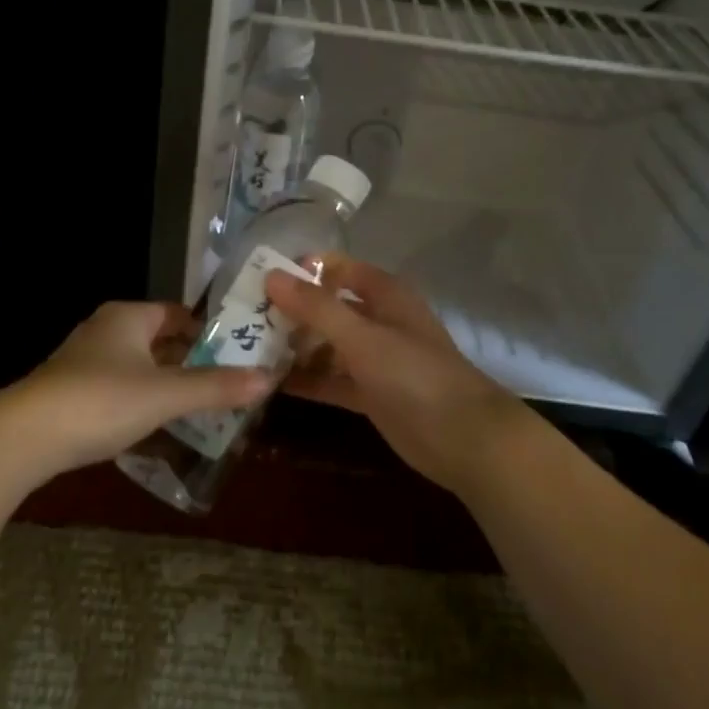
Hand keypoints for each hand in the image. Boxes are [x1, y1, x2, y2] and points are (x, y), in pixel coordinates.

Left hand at [6, 301, 269, 480]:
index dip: (207, 332)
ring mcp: (85, 360)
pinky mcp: (72, 391)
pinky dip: (142, 400)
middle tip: (226, 384)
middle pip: (159, 339)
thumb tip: (269, 379)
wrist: (25, 436)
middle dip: (191, 361)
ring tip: (200, 407)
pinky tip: (157, 425)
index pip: (177, 313)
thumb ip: (216, 387)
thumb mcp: (166, 395)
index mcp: (128, 316)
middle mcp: (106, 329)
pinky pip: (119, 387)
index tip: (236, 354)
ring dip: (167, 383)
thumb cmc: (102, 400)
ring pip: (139, 365)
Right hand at [264, 257, 532, 495]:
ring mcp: (373, 359)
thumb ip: (317, 308)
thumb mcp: (363, 338)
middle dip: (291, 311)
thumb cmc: (415, 375)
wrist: (464, 439)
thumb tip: (271, 276)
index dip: (302, 270)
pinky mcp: (369, 393)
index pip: (337, 269)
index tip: (259, 278)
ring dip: (295, 346)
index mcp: (384, 295)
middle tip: (243, 318)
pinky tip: (269, 383)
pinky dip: (306, 380)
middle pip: (327, 307)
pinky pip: (330, 379)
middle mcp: (377, 321)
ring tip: (247, 350)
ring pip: (326, 345)